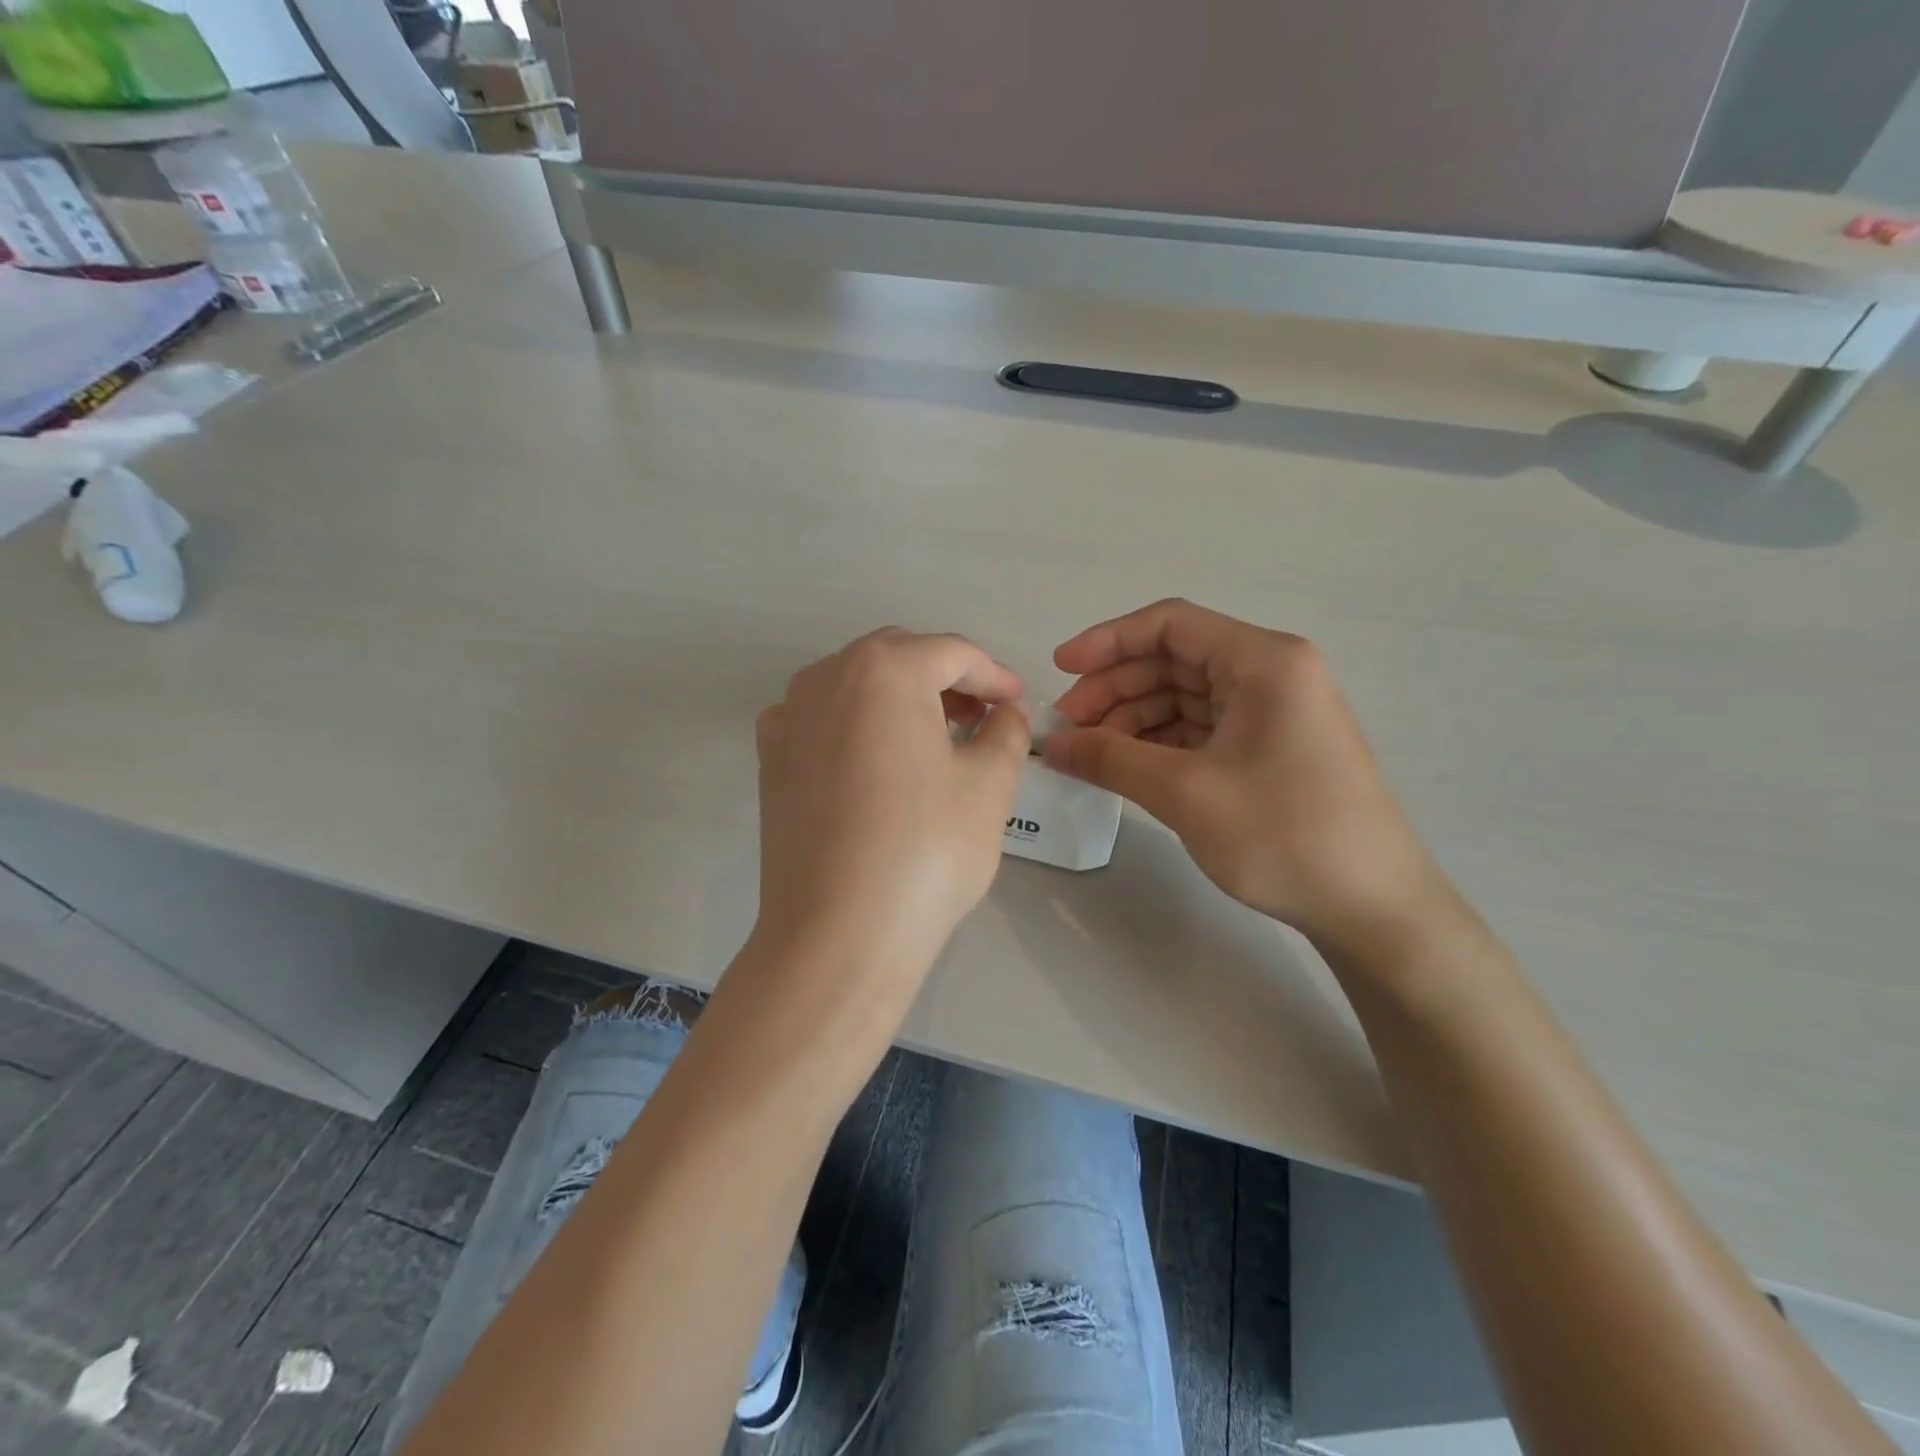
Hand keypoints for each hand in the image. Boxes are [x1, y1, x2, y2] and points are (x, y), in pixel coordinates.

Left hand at [752, 628, 1030, 995]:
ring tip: (936, 739)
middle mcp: (826, 677)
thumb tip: (1004, 714)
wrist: (838, 934)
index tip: (1018, 702)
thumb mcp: (990, 784)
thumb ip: (1006, 732)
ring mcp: (788, 717)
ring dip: (901, 698)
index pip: (952, 653)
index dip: (994, 675)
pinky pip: (822, 719)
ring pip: (857, 685)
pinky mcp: (770, 760)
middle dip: (946, 680)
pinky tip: (877, 762)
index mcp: (883, 669)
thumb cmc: (926, 850)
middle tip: (981, 718)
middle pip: (899, 658)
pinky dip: (857, 724)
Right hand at [1046, 599, 1445, 951]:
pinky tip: (1125, 765)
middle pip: (1174, 660)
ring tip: (1088, 752)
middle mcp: (1272, 673)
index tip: (1060, 669)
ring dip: (1132, 718)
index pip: (1170, 624)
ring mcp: (1273, 712)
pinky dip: (1159, 742)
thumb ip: (1110, 759)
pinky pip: (1201, 728)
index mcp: (1263, 661)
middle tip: (1067, 727)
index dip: (1107, 640)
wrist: (1373, 907)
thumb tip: (1051, 744)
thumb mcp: (1185, 793)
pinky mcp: (1270, 748)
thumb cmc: (1284, 835)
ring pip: (1184, 696)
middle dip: (1115, 687)